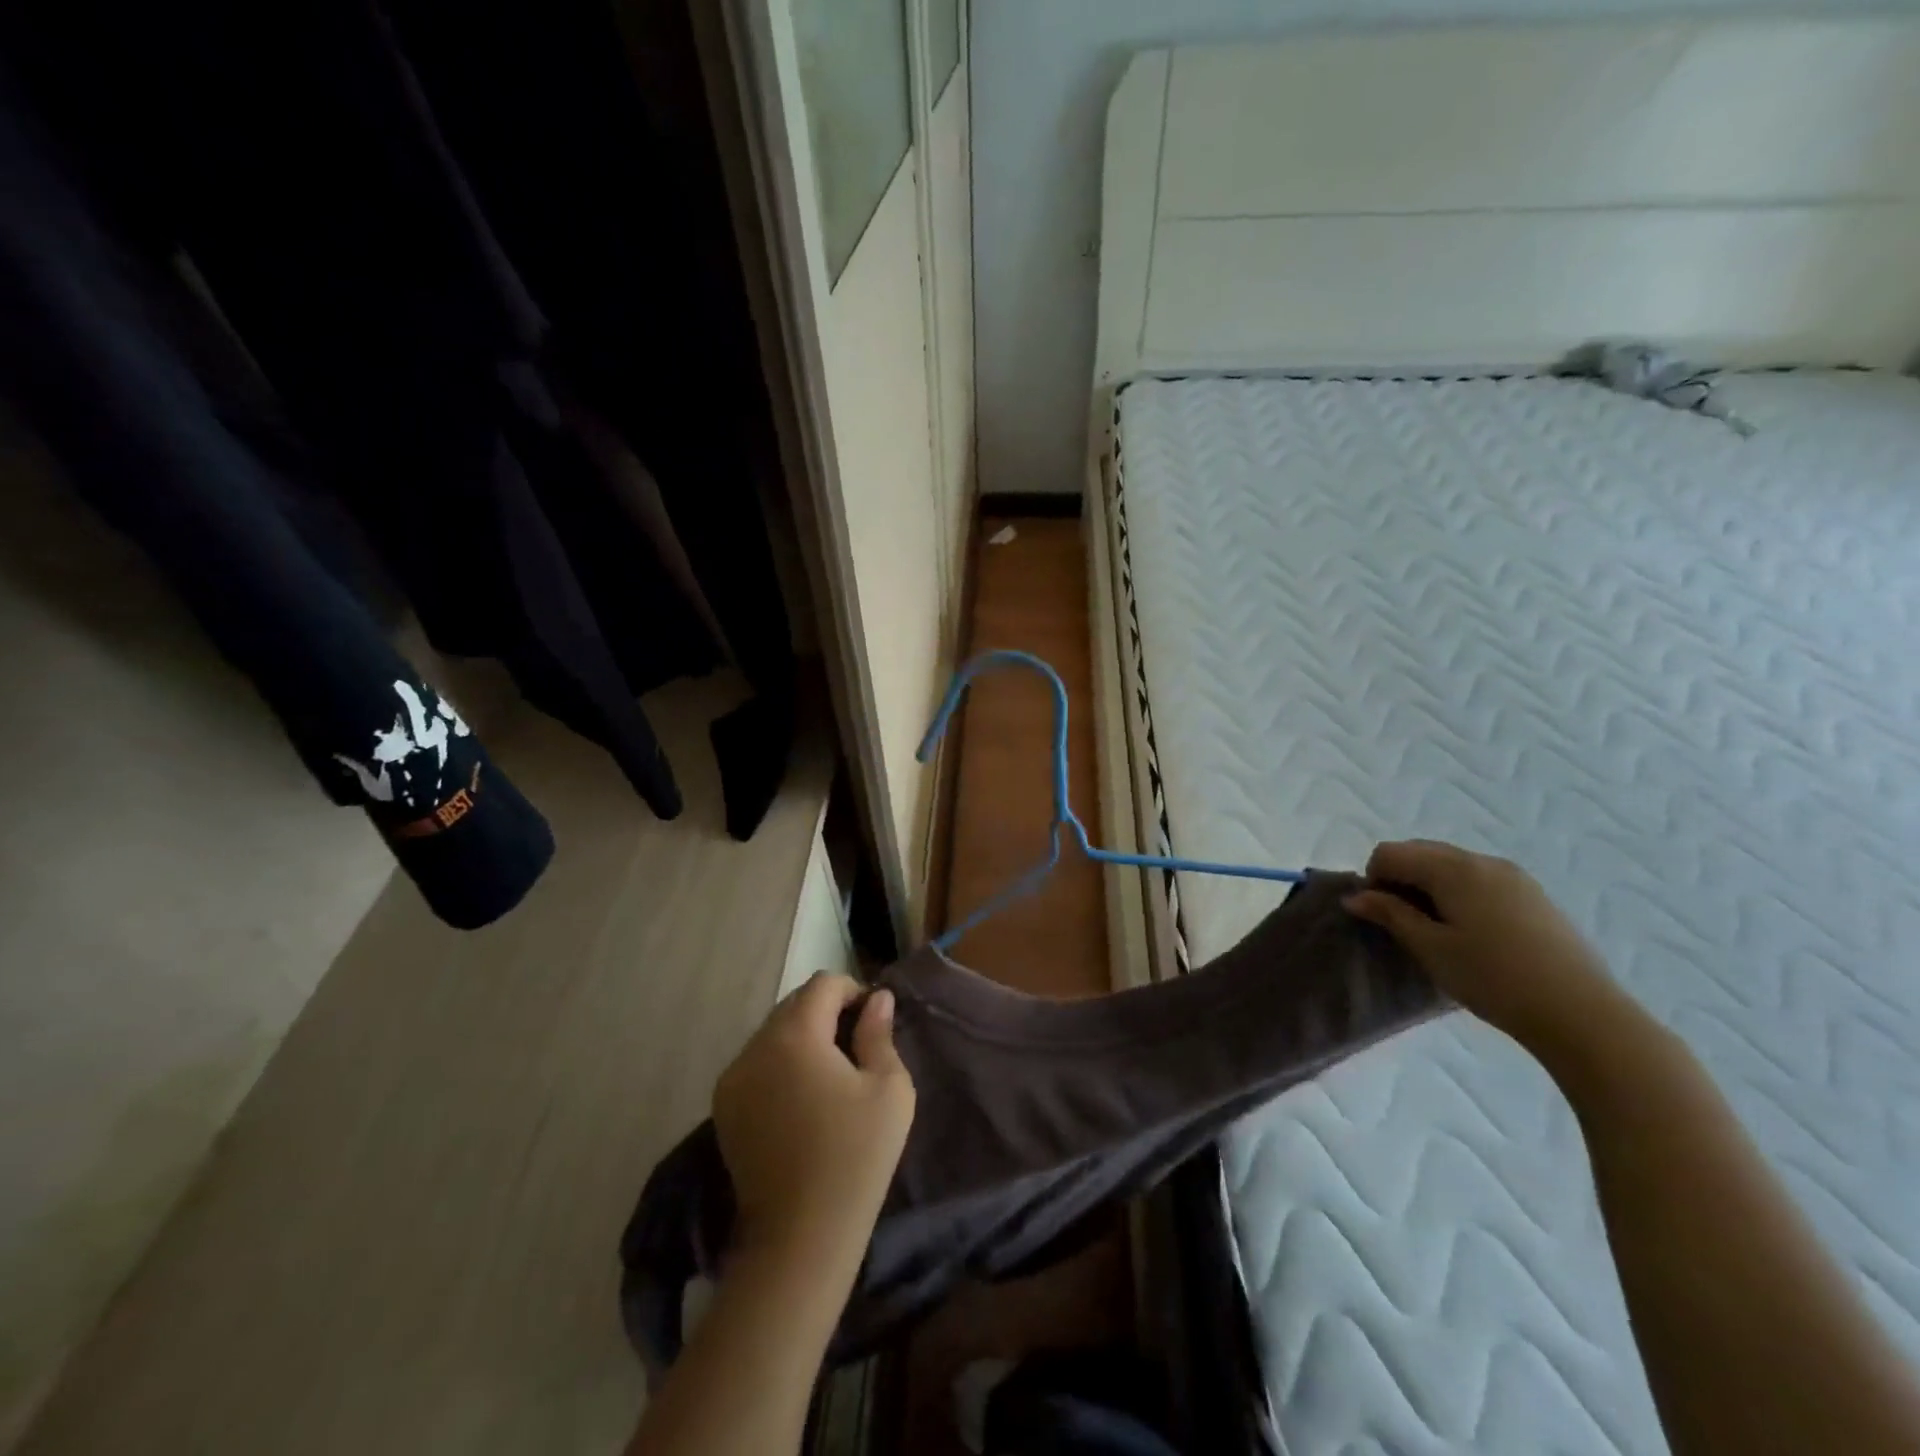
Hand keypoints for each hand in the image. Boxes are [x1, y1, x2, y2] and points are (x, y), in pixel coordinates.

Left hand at [712, 974, 915, 1275]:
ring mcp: (732, 1079)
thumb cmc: (855, 1156)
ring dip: (803, 1037)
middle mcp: (754, 1047)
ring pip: (773, 1033)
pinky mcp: (723, 1108)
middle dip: (827, 1012)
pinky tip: (803, 1098)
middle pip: (794, 1005)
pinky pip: (756, 1063)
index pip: (823, 985)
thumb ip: (880, 1034)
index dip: (853, 991)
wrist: (800, 1238)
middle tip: (858, 1045)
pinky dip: (781, 1063)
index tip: (874, 1020)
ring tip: (832, 1073)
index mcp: (794, 1035)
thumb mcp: (888, 1089)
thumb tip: (876, 999)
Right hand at [1344, 840, 1624, 1056]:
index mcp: (1452, 868)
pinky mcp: (1533, 895)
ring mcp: (1513, 876)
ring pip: (1451, 864)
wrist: (1582, 1013)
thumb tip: (1355, 896)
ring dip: (1430, 886)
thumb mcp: (1430, 948)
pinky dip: (1459, 893)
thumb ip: (1390, 914)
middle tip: (1403, 923)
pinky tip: (1472, 933)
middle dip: (1400, 879)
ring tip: (1437, 930)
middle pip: (1420, 851)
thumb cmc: (1493, 978)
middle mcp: (1482, 860)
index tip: (1381, 916)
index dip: (1374, 880)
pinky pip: (1479, 879)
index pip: (1390, 853)